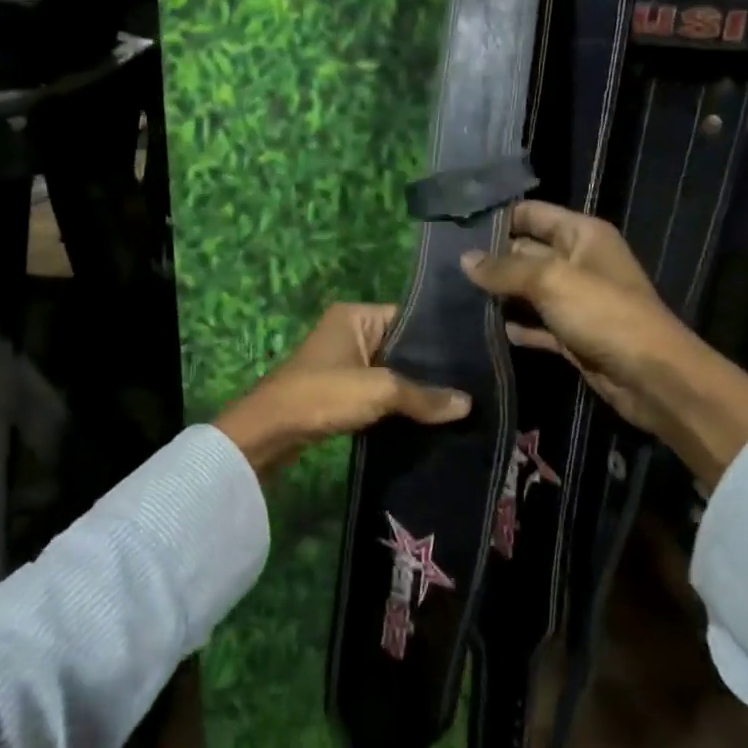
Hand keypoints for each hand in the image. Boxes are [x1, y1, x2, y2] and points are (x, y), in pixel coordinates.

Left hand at [213, 303, 470, 478]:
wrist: (269, 432)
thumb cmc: (323, 394)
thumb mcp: (379, 390)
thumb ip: (424, 395)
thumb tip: (468, 404)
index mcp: (356, 315)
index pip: (411, 317)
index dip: (442, 337)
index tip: (478, 355)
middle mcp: (351, 331)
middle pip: (403, 346)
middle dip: (433, 366)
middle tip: (475, 382)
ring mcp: (345, 362)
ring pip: (393, 371)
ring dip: (416, 388)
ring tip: (459, 400)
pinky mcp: (341, 391)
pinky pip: (380, 391)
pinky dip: (399, 403)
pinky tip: (429, 415)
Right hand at [461, 202, 747, 484]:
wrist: (650, 377)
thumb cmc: (604, 313)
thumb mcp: (551, 280)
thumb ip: (505, 268)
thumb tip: (465, 260)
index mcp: (582, 234)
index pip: (532, 213)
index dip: (497, 218)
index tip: (453, 226)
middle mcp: (578, 261)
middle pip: (525, 251)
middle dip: (490, 258)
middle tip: (441, 265)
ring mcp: (575, 300)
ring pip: (527, 290)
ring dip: (498, 295)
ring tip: (451, 295)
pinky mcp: (571, 334)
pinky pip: (535, 324)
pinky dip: (514, 326)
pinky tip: (481, 330)